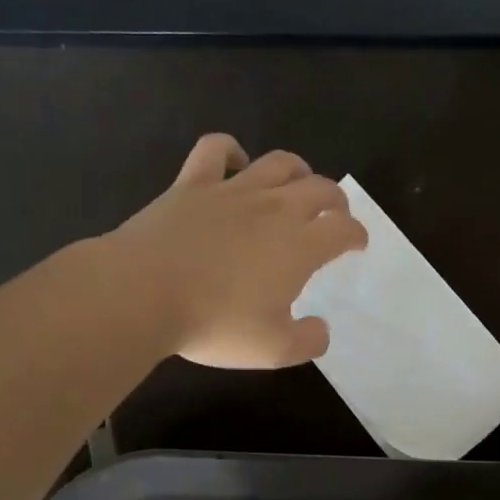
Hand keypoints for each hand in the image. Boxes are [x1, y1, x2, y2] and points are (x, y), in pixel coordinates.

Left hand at [109, 134, 366, 367]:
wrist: (142, 294)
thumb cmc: (214, 323)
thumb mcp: (273, 350)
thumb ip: (308, 340)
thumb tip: (321, 329)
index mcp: (300, 246)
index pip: (343, 229)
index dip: (356, 235)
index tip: (356, 245)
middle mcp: (274, 209)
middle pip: (320, 188)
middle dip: (336, 199)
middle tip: (335, 214)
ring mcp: (233, 191)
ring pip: (278, 163)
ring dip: (298, 169)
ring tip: (299, 182)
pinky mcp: (192, 184)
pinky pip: (216, 149)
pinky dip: (231, 149)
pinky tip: (236, 161)